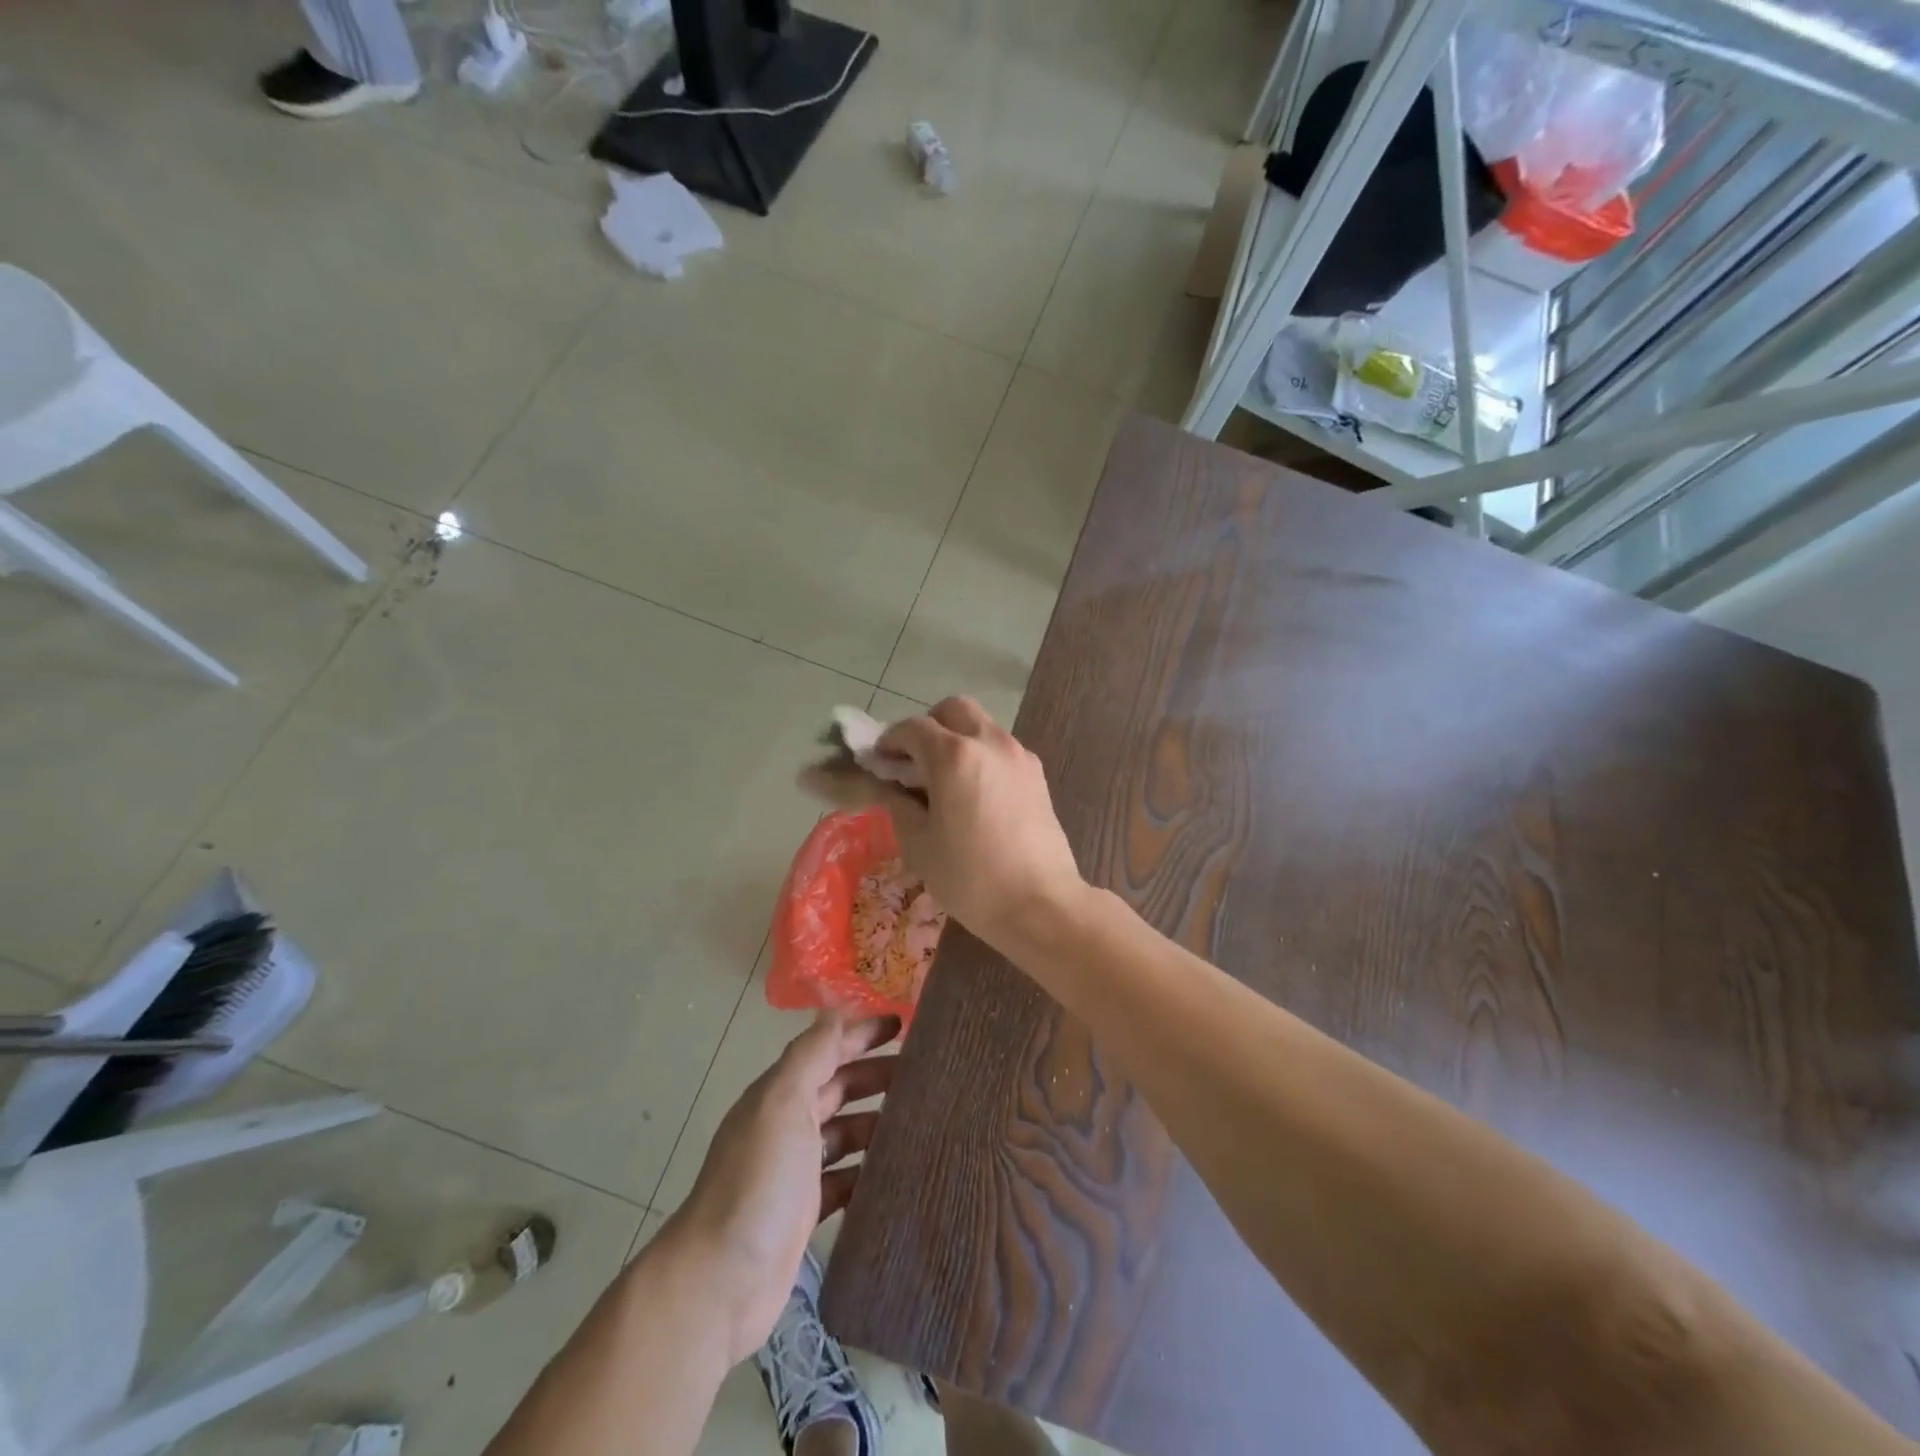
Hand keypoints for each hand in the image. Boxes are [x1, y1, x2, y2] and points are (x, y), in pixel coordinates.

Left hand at [663, 1013, 897, 1364]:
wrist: (720, 1282)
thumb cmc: (758, 1181)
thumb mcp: (783, 1103)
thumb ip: (810, 1055)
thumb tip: (837, 1009)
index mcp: (779, 1095)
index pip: (825, 1049)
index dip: (860, 1033)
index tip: (903, 1025)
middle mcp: (786, 1126)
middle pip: (837, 1088)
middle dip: (875, 1075)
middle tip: (925, 1074)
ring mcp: (794, 1172)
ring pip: (844, 1133)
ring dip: (877, 1122)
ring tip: (923, 1120)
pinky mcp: (804, 1214)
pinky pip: (845, 1181)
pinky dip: (868, 1172)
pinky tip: (899, 1172)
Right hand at [870, 697, 1086, 954]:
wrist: (1040, 904)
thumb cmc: (970, 878)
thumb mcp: (919, 844)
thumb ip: (898, 804)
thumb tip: (887, 786)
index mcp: (954, 756)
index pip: (913, 728)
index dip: (889, 740)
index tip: (878, 762)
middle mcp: (989, 742)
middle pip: (953, 709)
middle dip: (928, 726)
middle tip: (913, 761)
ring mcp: (1018, 755)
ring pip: (981, 725)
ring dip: (957, 738)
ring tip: (944, 780)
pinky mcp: (1037, 774)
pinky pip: (1001, 748)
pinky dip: (981, 755)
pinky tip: (973, 793)